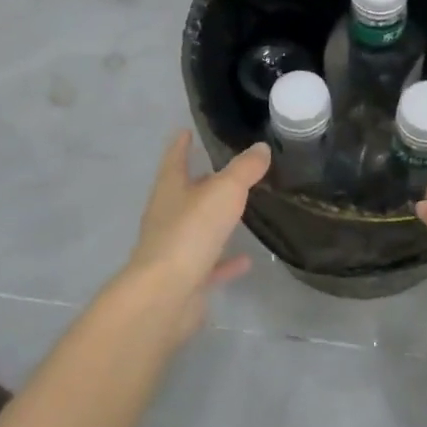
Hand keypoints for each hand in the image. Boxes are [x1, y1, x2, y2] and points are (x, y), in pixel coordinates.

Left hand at [114, 130, 270, 340]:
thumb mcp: (224, 191)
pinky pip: (209, 264)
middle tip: (224, 170)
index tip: (186, 130)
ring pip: (196, 228)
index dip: (181, 144)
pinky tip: (246, 260)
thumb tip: (260, 148)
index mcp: (170, 190)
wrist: (166, 295)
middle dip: (200, 181)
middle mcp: (167, 216)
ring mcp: (174, 249)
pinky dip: (226, 261)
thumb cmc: (190, 232)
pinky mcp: (185, 279)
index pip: (175, 159)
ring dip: (214, 221)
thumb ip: (244, 169)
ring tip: (239, 211)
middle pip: (184, 193)